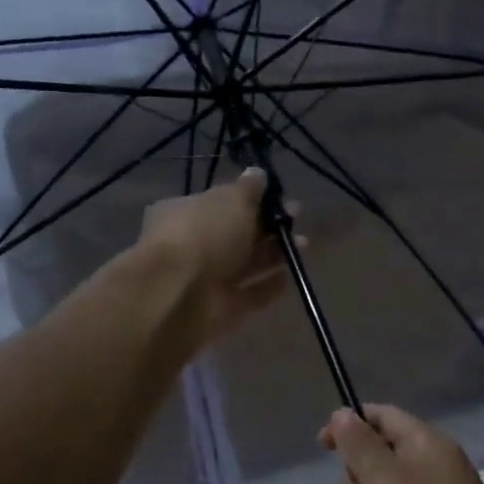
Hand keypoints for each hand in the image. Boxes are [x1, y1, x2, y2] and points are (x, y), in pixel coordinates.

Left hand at [133, 169, 296, 348]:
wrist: (179, 295)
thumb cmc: (203, 234)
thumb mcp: (230, 200)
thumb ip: (248, 189)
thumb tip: (258, 173)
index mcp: (185, 213)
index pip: (220, 204)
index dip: (250, 200)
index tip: (279, 197)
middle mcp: (193, 246)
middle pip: (236, 235)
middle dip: (268, 227)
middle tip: (296, 218)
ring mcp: (207, 281)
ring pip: (246, 265)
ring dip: (275, 255)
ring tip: (304, 244)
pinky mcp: (222, 310)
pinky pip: (251, 295)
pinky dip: (271, 286)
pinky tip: (293, 275)